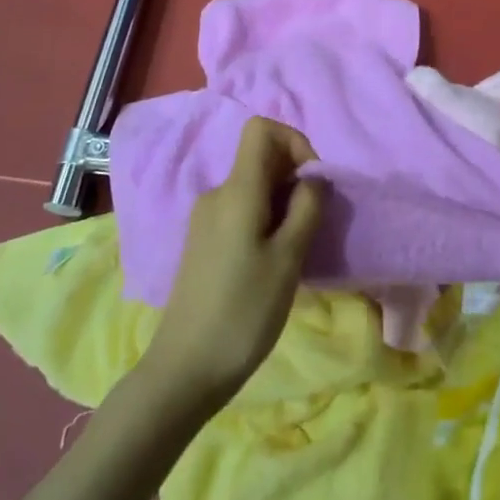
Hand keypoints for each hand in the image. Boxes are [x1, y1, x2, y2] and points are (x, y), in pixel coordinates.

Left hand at [141, 117, 324, 407]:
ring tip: (296, 249)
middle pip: (261, 158)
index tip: (313, 182)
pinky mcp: (205, 242)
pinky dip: (267, 220)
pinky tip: (274, 262)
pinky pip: (243, 210)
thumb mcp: (288, 259)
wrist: (184, 370)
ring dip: (284, 203)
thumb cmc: (242, 312)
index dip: (295, 142)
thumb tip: (314, 177)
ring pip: (255, 187)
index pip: (262, 129)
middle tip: (313, 223)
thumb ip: (307, 208)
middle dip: (295, 178)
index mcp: (237, 190)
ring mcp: (207, 219)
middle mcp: (217, 194)